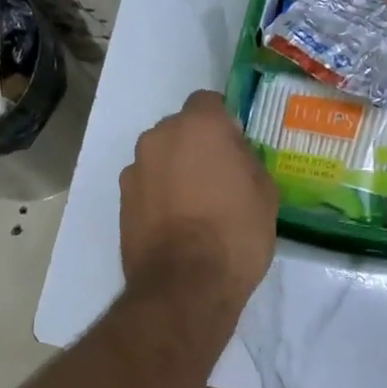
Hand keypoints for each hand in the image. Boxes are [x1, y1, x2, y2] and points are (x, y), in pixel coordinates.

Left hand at [120, 90, 277, 307]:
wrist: (185, 285)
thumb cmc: (235, 233)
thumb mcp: (264, 193)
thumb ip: (246, 161)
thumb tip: (233, 157)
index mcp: (198, 126)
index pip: (209, 102)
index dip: (224, 121)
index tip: (235, 148)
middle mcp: (159, 137)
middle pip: (180, 129)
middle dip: (196, 145)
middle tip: (218, 178)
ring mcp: (135, 168)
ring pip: (161, 157)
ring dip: (175, 170)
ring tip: (195, 206)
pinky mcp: (121, 199)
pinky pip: (146, 184)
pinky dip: (158, 194)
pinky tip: (175, 223)